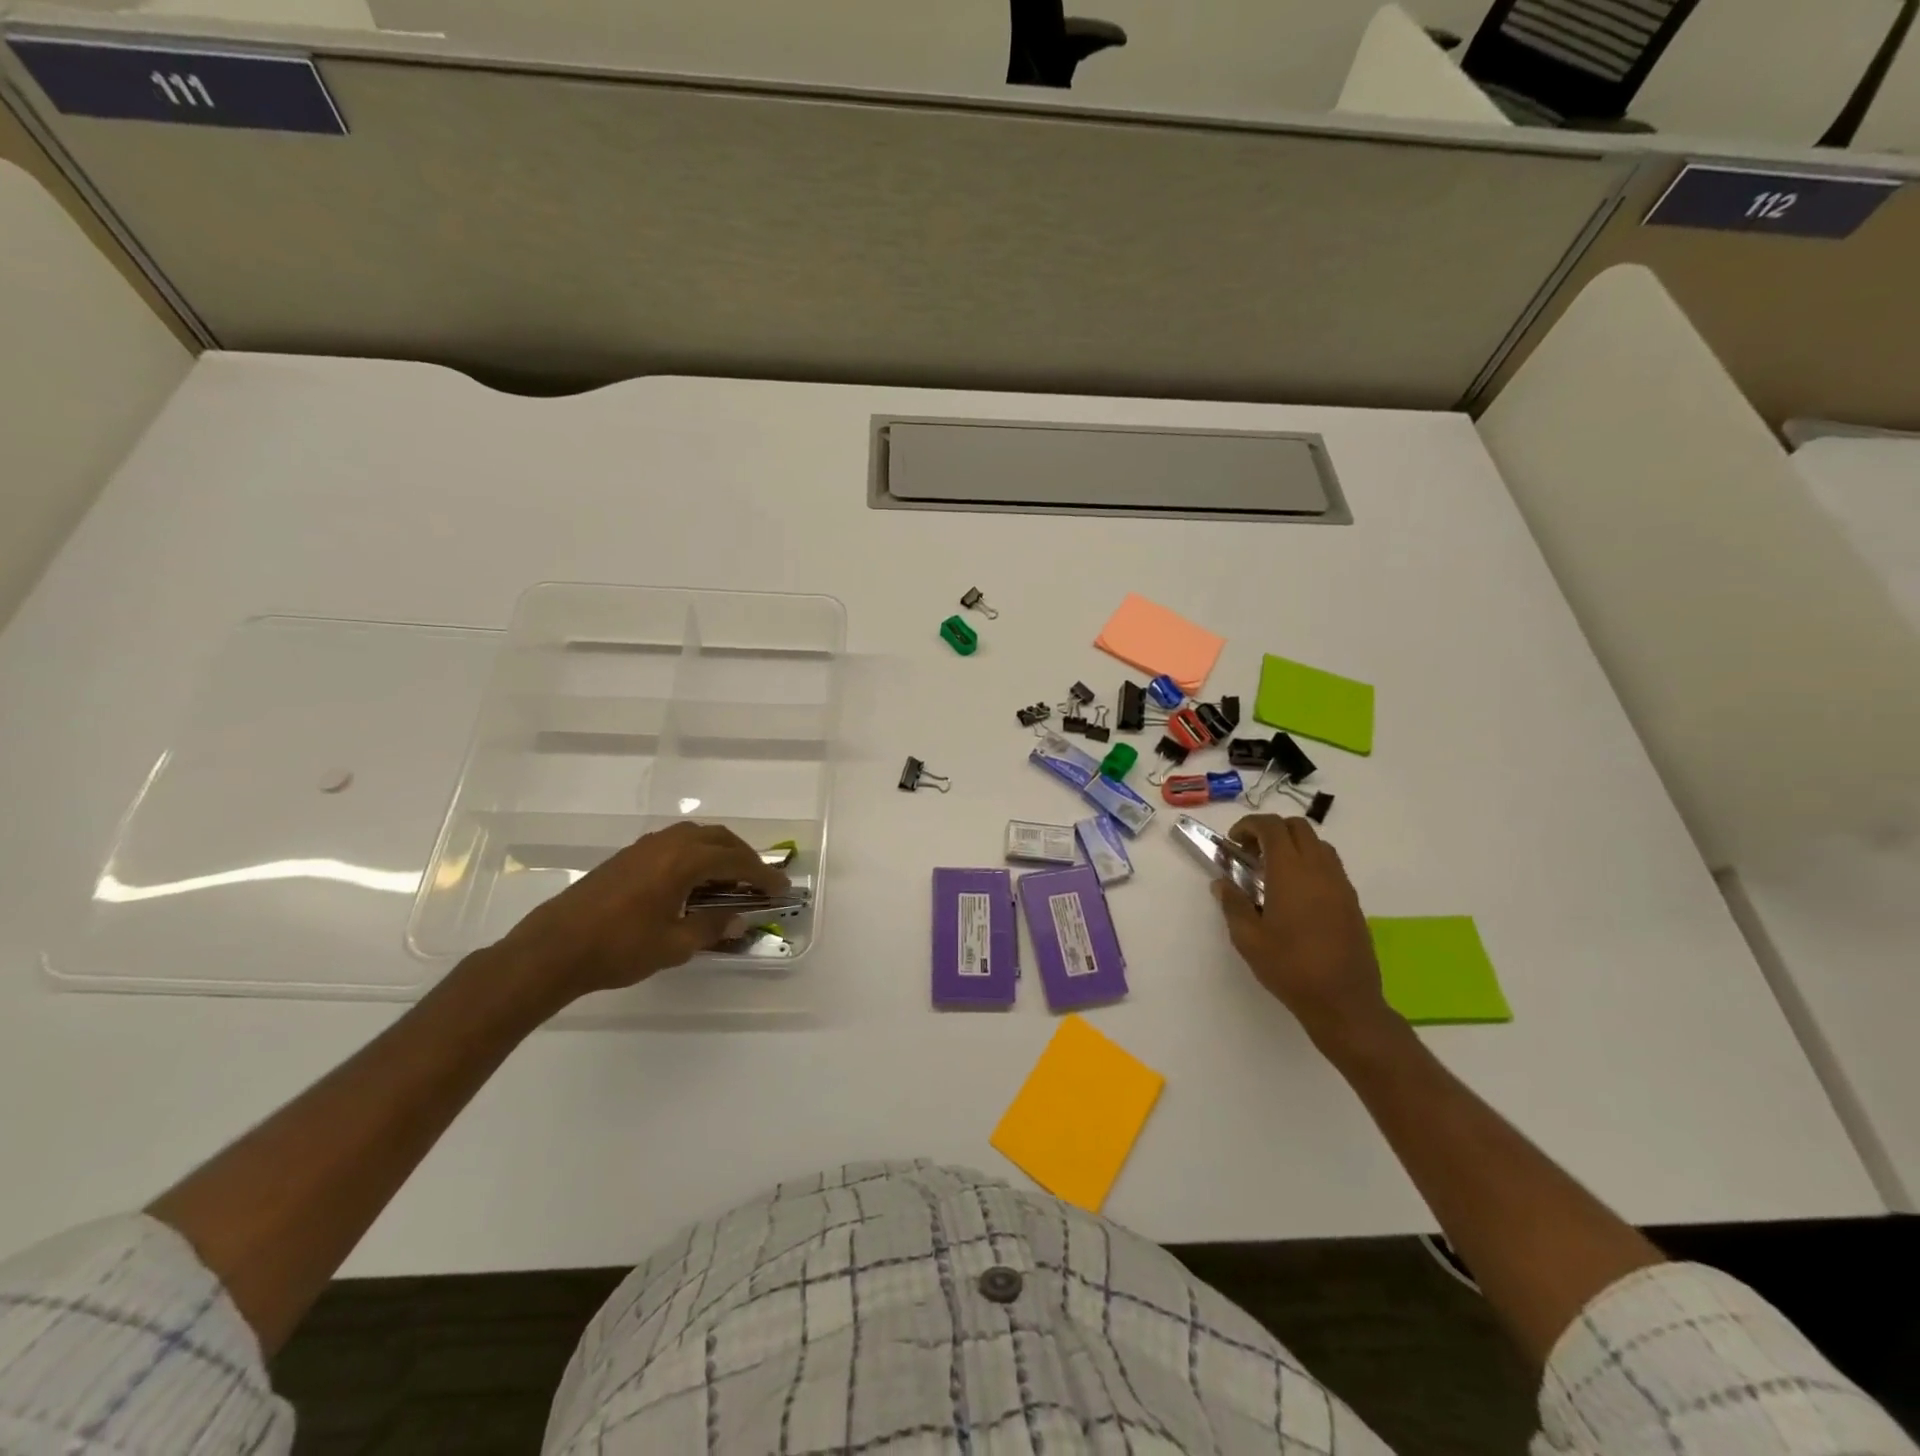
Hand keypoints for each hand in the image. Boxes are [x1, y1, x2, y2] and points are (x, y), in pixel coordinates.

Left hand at [490, 821, 789, 1002]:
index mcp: (683, 861)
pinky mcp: (627, 856)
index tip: (781, 888)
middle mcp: (668, 844)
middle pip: (719, 838)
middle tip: (759, 880)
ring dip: (719, 850)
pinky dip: (695, 853)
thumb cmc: (618, 949)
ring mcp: (644, 847)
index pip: (736, 860)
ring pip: (695, 836)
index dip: (762, 874)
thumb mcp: (674, 945)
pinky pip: (674, 843)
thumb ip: (711, 927)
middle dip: (744, 856)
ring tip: (730, 876)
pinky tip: (692, 879)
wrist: (553, 949)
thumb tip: (739, 919)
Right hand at [1212, 814, 1398, 1050]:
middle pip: (1298, 827)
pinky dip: (1310, 863)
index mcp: (1290, 872)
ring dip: (1293, 845)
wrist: (1344, 1001)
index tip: (1234, 842)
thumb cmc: (1290, 968)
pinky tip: (1296, 894)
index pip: (1272, 827)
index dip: (1249, 826)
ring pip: (1318, 844)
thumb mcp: (1248, 939)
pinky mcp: (1352, 900)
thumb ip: (1233, 904)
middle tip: (1252, 855)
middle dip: (1271, 831)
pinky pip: (1330, 865)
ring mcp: (1340, 883)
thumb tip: (1222, 884)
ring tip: (1274, 872)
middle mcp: (1319, 869)